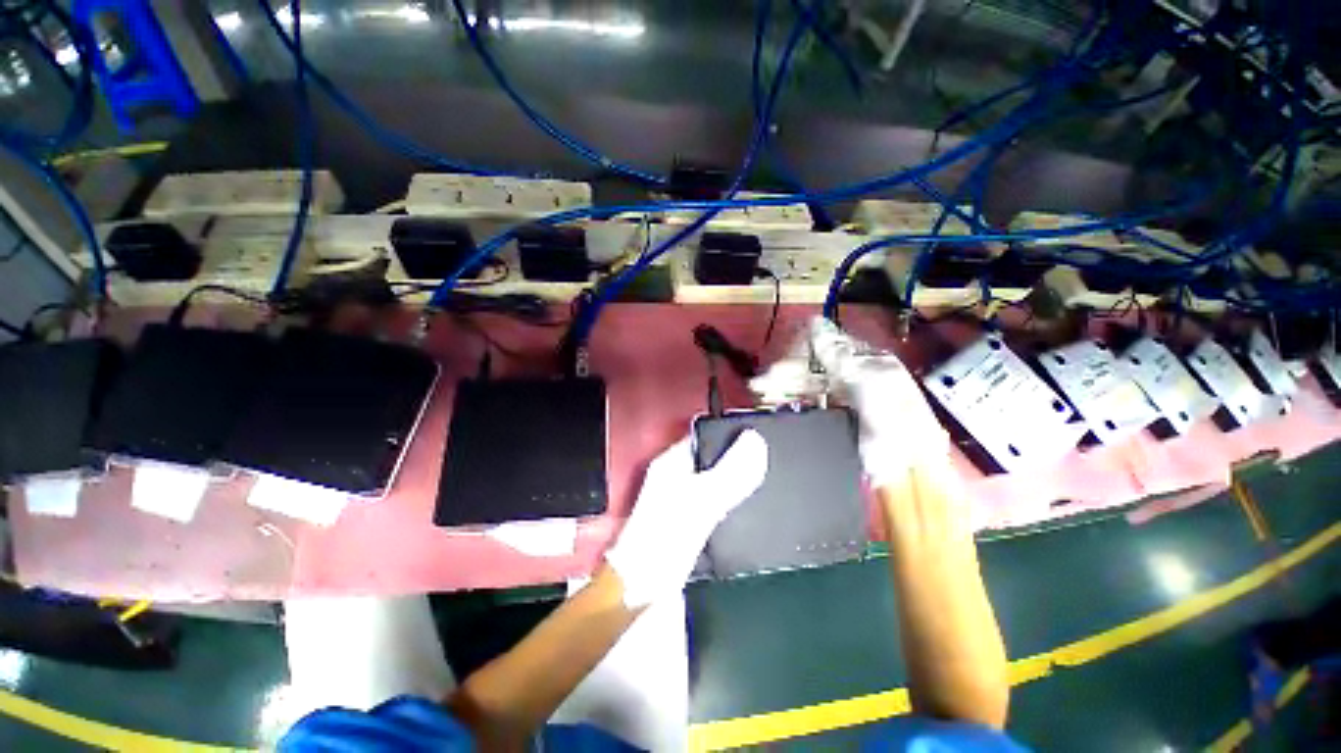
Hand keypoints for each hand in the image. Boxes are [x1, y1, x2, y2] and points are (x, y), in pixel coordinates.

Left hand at [605, 430, 767, 607]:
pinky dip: (734, 506)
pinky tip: (750, 512)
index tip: (759, 437)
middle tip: (767, 462)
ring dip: (738, 483)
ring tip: (764, 483)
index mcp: (673, 462)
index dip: (731, 434)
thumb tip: (756, 441)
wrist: (644, 593)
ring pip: (718, 481)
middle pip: (714, 458)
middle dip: (739, 460)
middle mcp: (677, 477)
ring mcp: (684, 500)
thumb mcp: (701, 500)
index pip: (705, 433)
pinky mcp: (692, 524)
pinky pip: (719, 505)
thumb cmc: (663, 542)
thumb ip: (729, 473)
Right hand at [757, 317, 950, 488]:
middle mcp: (849, 376)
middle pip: (810, 367)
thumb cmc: (893, 416)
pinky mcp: (829, 418)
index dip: (804, 348)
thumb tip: (815, 325)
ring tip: (761, 392)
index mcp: (865, 361)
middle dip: (787, 371)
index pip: (827, 346)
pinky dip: (787, 402)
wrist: (903, 464)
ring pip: (803, 385)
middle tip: (765, 381)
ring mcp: (838, 398)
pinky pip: (803, 404)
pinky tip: (772, 402)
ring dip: (781, 386)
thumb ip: (837, 355)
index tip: (785, 355)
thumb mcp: (869, 379)